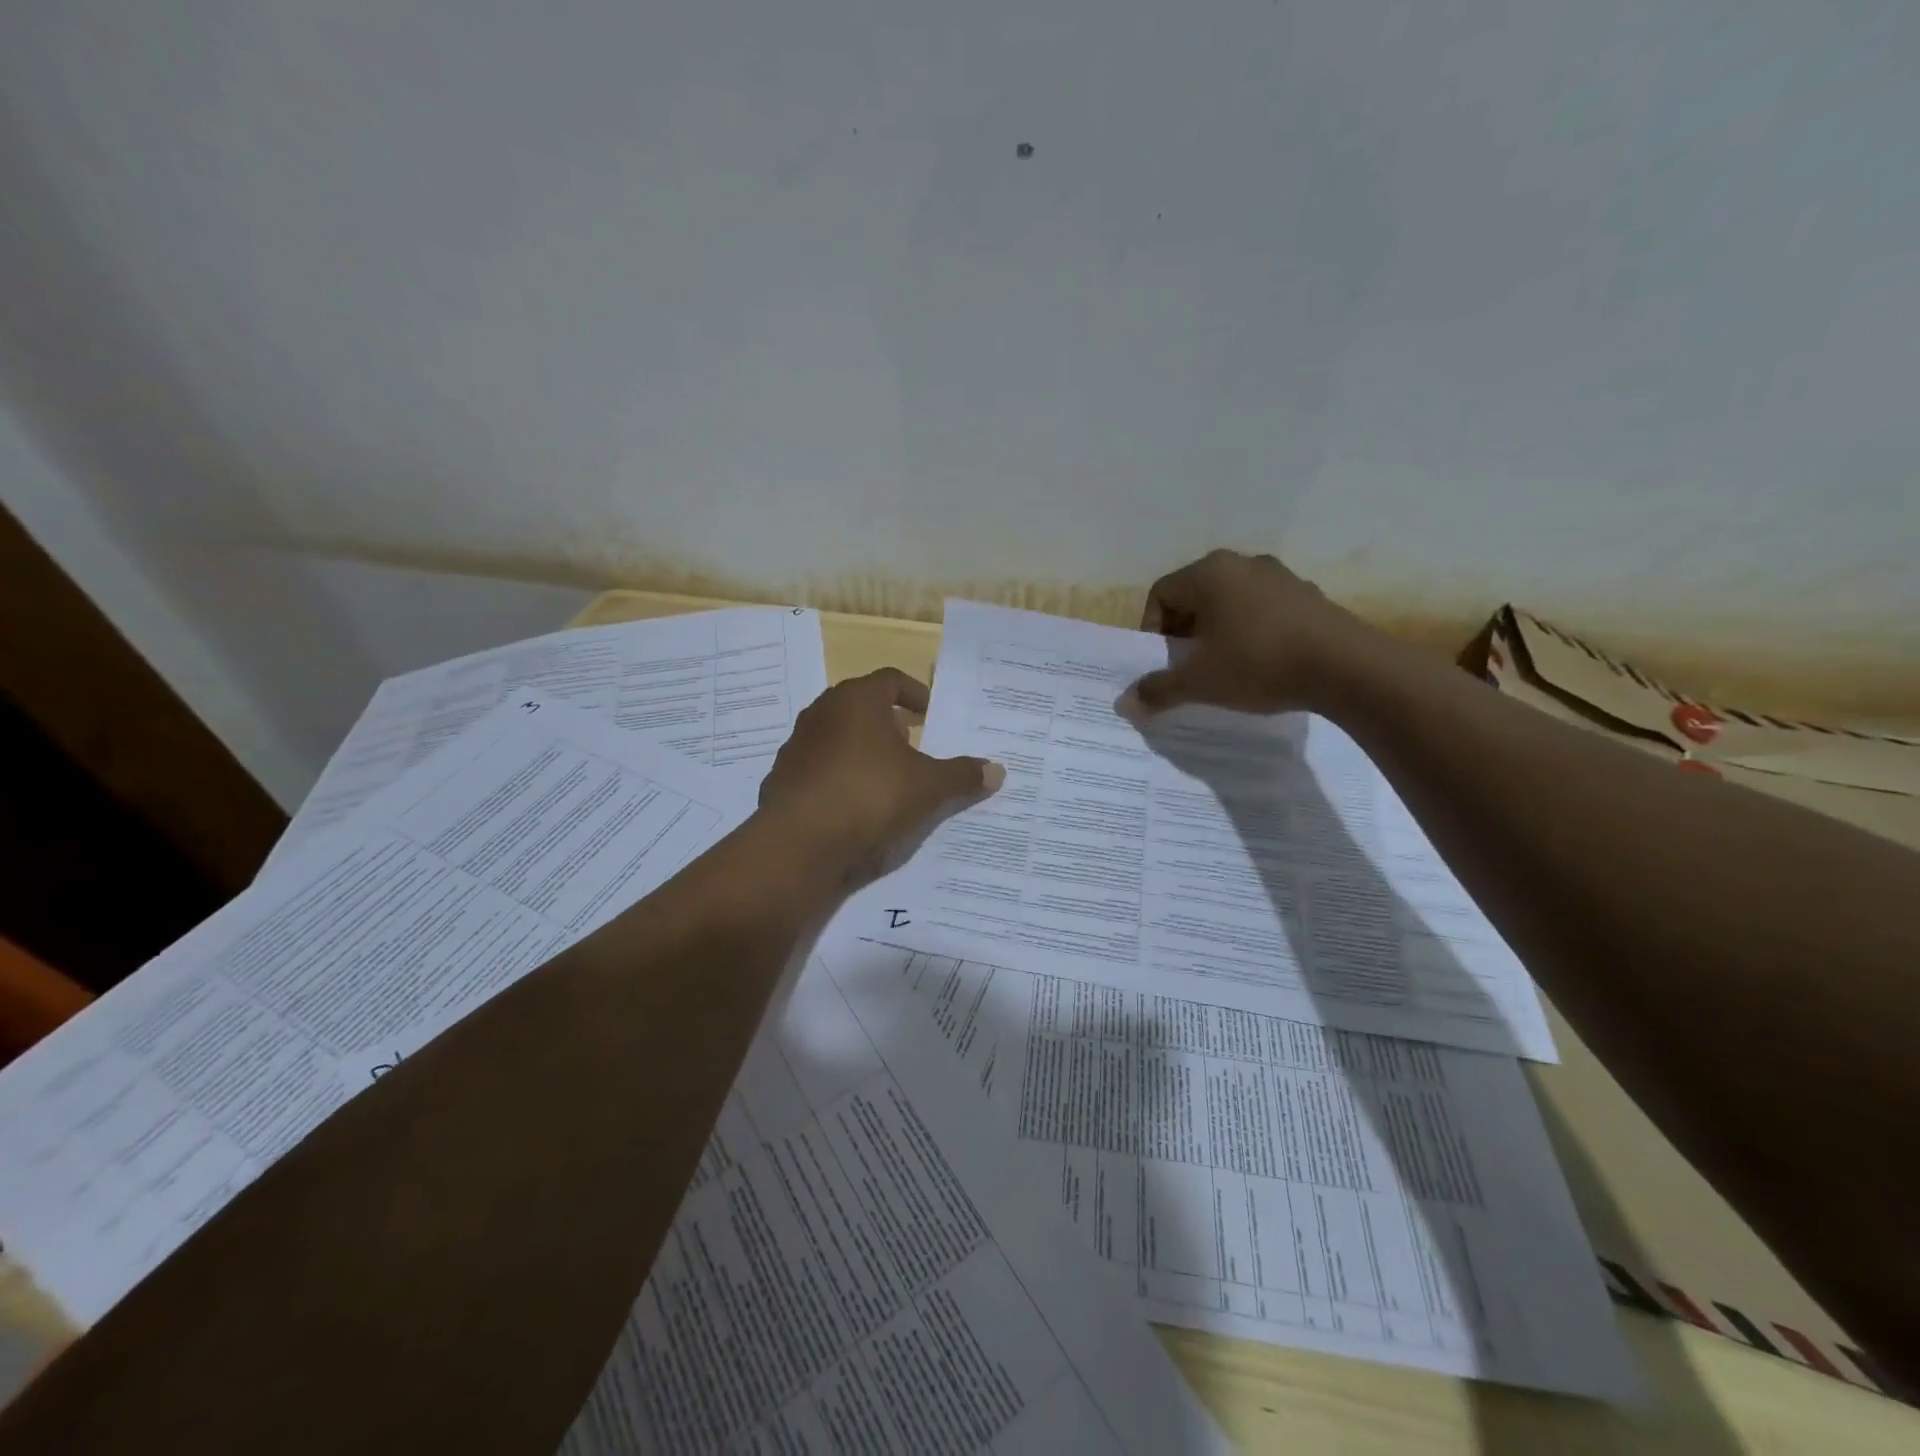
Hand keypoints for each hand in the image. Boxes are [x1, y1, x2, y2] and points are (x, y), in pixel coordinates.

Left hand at [758, 668, 1004, 883]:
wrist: (800, 841)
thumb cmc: (870, 794)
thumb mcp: (927, 786)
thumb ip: (962, 775)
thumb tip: (997, 771)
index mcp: (857, 699)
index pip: (890, 680)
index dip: (914, 693)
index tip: (930, 714)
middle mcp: (822, 712)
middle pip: (861, 706)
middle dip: (889, 723)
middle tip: (912, 745)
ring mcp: (798, 745)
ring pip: (838, 737)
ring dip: (863, 750)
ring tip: (887, 777)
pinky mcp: (783, 777)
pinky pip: (820, 768)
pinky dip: (840, 777)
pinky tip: (855, 805)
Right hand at [1117, 549, 1375, 718]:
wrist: (1347, 667)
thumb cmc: (1258, 663)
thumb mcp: (1199, 682)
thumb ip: (1158, 690)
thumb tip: (1124, 705)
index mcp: (1209, 573)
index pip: (1161, 593)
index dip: (1152, 630)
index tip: (1164, 662)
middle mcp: (1243, 563)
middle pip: (1196, 596)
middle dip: (1185, 632)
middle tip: (1190, 666)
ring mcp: (1281, 576)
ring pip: (1232, 602)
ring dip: (1220, 632)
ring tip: (1226, 667)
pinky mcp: (1310, 595)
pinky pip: (1265, 610)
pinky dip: (1254, 632)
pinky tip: (1264, 663)